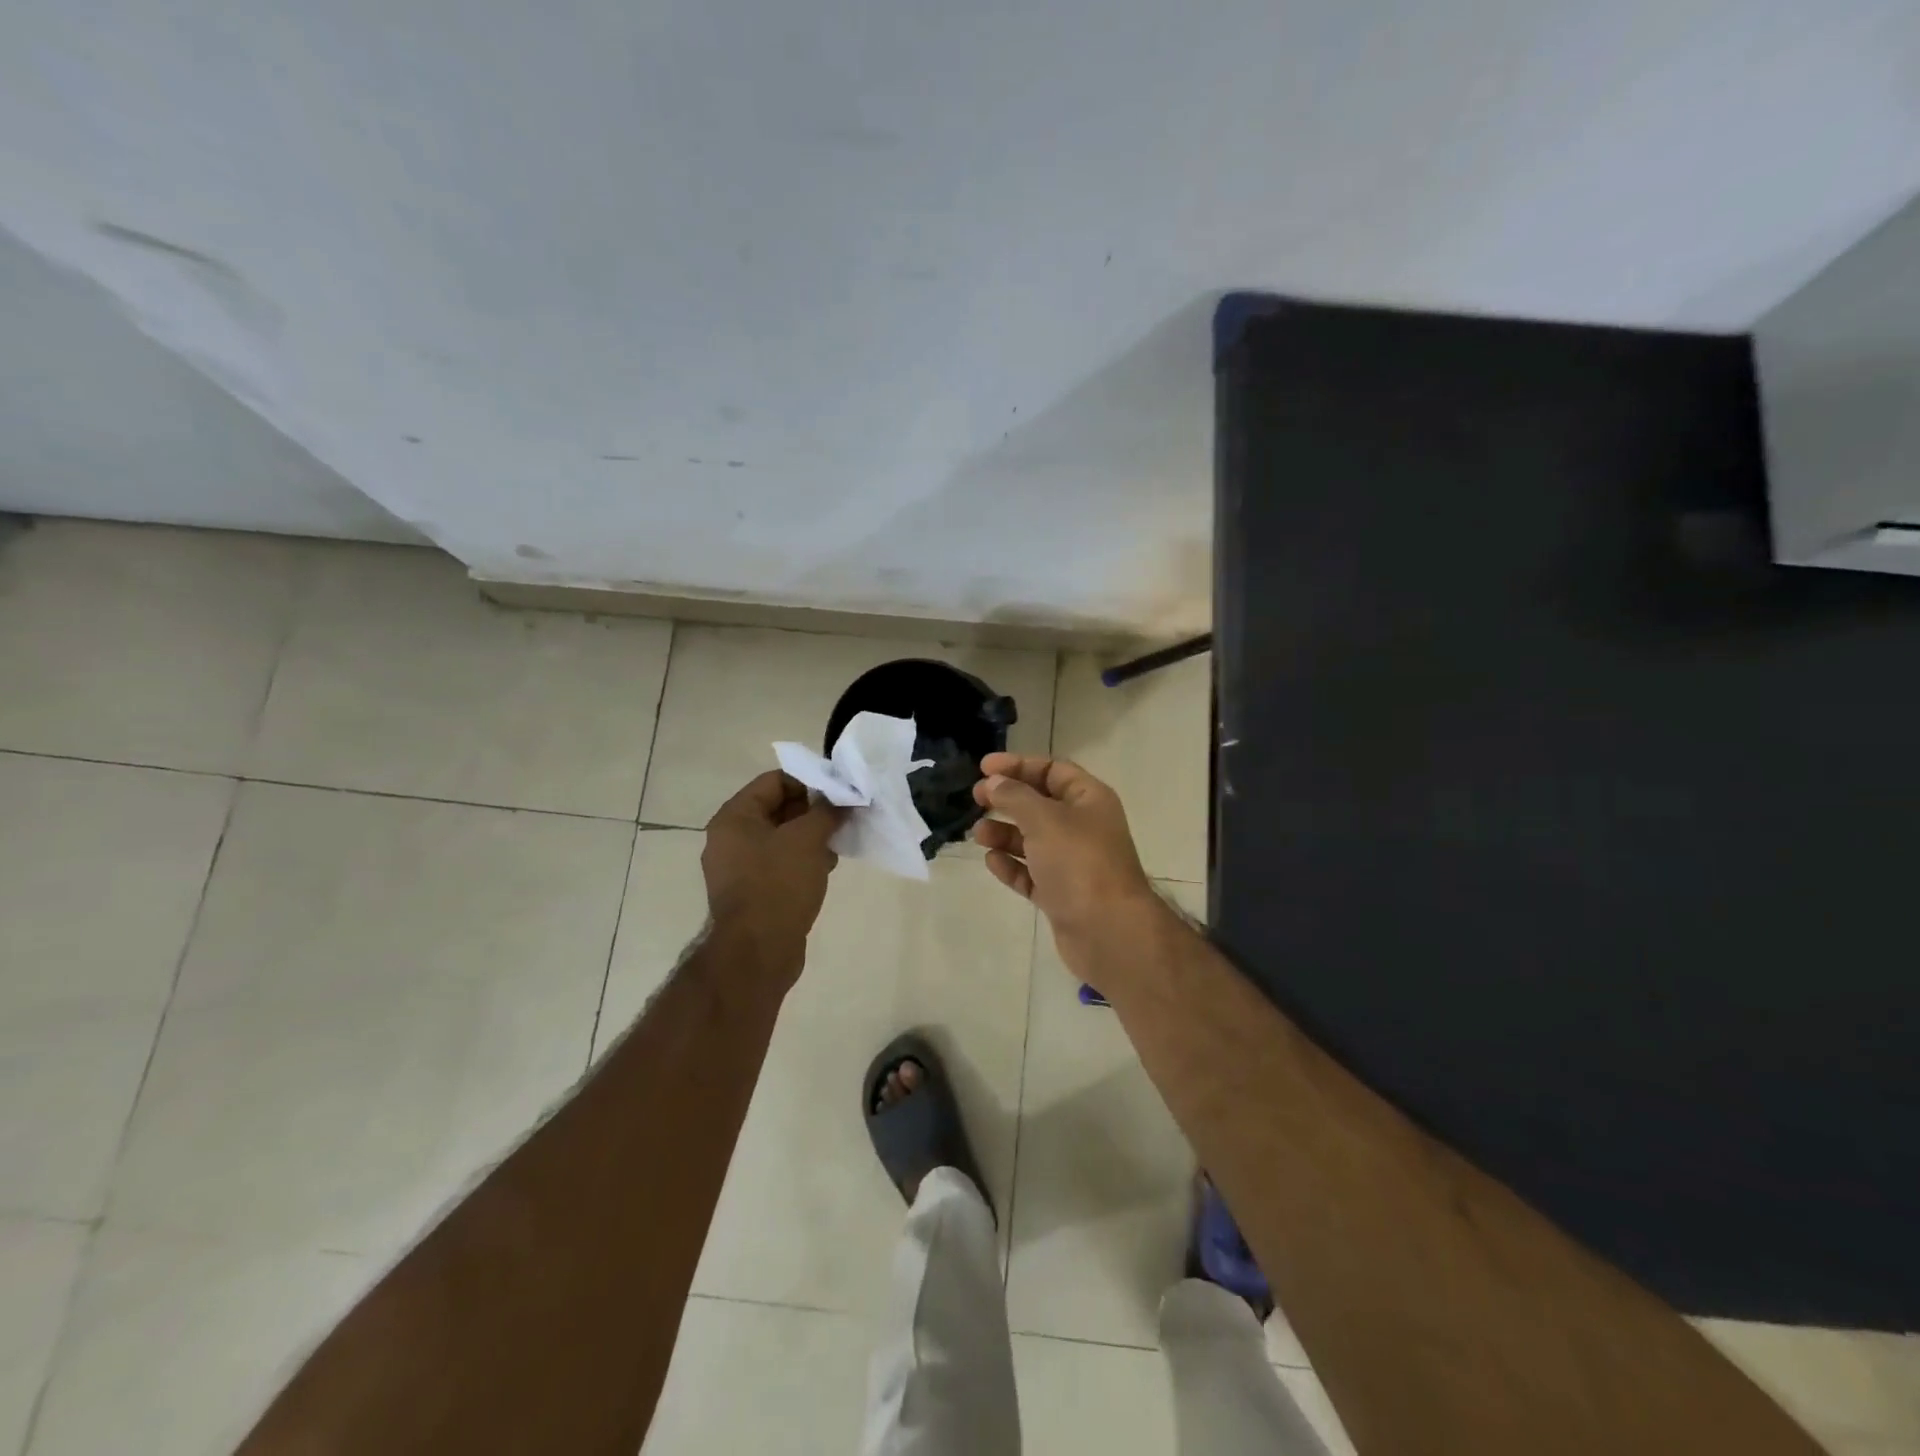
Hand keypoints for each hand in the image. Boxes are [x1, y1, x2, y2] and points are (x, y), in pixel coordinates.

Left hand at [703, 771, 842, 986]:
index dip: (809, 782)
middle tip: (842, 818)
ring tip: (837, 846)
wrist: (758, 952)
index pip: (774, 781)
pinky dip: (802, 860)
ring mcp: (739, 867)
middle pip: (777, 808)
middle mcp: (731, 838)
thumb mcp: (808, 839)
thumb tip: (845, 798)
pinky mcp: (752, 891)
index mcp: (735, 818)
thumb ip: (828, 811)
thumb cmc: (779, 884)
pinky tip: (825, 869)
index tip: (839, 793)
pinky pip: (779, 863)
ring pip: (781, 838)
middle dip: (812, 811)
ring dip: (811, 837)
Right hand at [971, 752, 1163, 978]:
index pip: (1052, 770)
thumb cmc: (1079, 862)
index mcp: (1089, 799)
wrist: (1108, 931)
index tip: (983, 767)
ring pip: (1032, 840)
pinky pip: (1031, 873)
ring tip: (978, 834)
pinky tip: (991, 861)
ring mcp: (1073, 863)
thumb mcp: (1044, 819)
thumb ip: (1014, 796)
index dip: (1018, 765)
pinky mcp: (1061, 894)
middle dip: (1007, 799)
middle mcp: (1083, 827)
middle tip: (976, 799)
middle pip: (1040, 804)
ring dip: (1004, 833)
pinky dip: (1011, 866)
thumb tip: (993, 783)